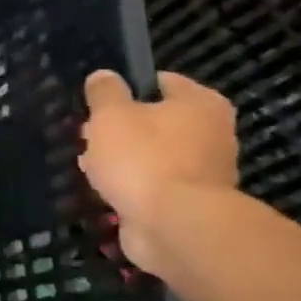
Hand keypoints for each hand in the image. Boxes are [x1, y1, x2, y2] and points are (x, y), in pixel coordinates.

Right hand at [79, 70, 238, 271]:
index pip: (159, 82)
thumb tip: (104, 76)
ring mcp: (204, 170)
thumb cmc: (143, 158)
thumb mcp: (111, 115)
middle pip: (154, 121)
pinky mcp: (189, 202)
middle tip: (88, 137)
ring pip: (151, 154)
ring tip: (89, 168)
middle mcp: (212, 132)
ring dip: (121, 160)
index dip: (124, 88)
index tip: (96, 103)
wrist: (174, 225)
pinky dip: (130, 186)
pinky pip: (152, 184)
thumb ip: (104, 92)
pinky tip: (104, 191)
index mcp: (201, 103)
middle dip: (119, 129)